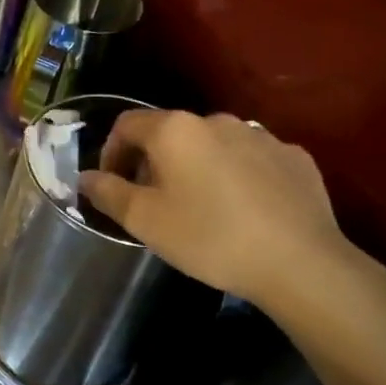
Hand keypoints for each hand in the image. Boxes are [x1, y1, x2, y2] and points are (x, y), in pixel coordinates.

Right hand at [78, 109, 354, 310]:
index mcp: (175, 130)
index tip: (112, 185)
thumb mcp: (143, 220)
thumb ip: (107, 192)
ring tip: (200, 206)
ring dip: (196, 166)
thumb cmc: (208, 237)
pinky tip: (242, 209)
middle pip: (170, 133)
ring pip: (212, 145)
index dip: (110, 152)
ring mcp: (261, 136)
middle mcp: (217, 120)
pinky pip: (251, 159)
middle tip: (152, 201)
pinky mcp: (295, 157)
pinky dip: (236, 175)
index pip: (126, 125)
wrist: (300, 263)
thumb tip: (85, 177)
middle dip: (153, 161)